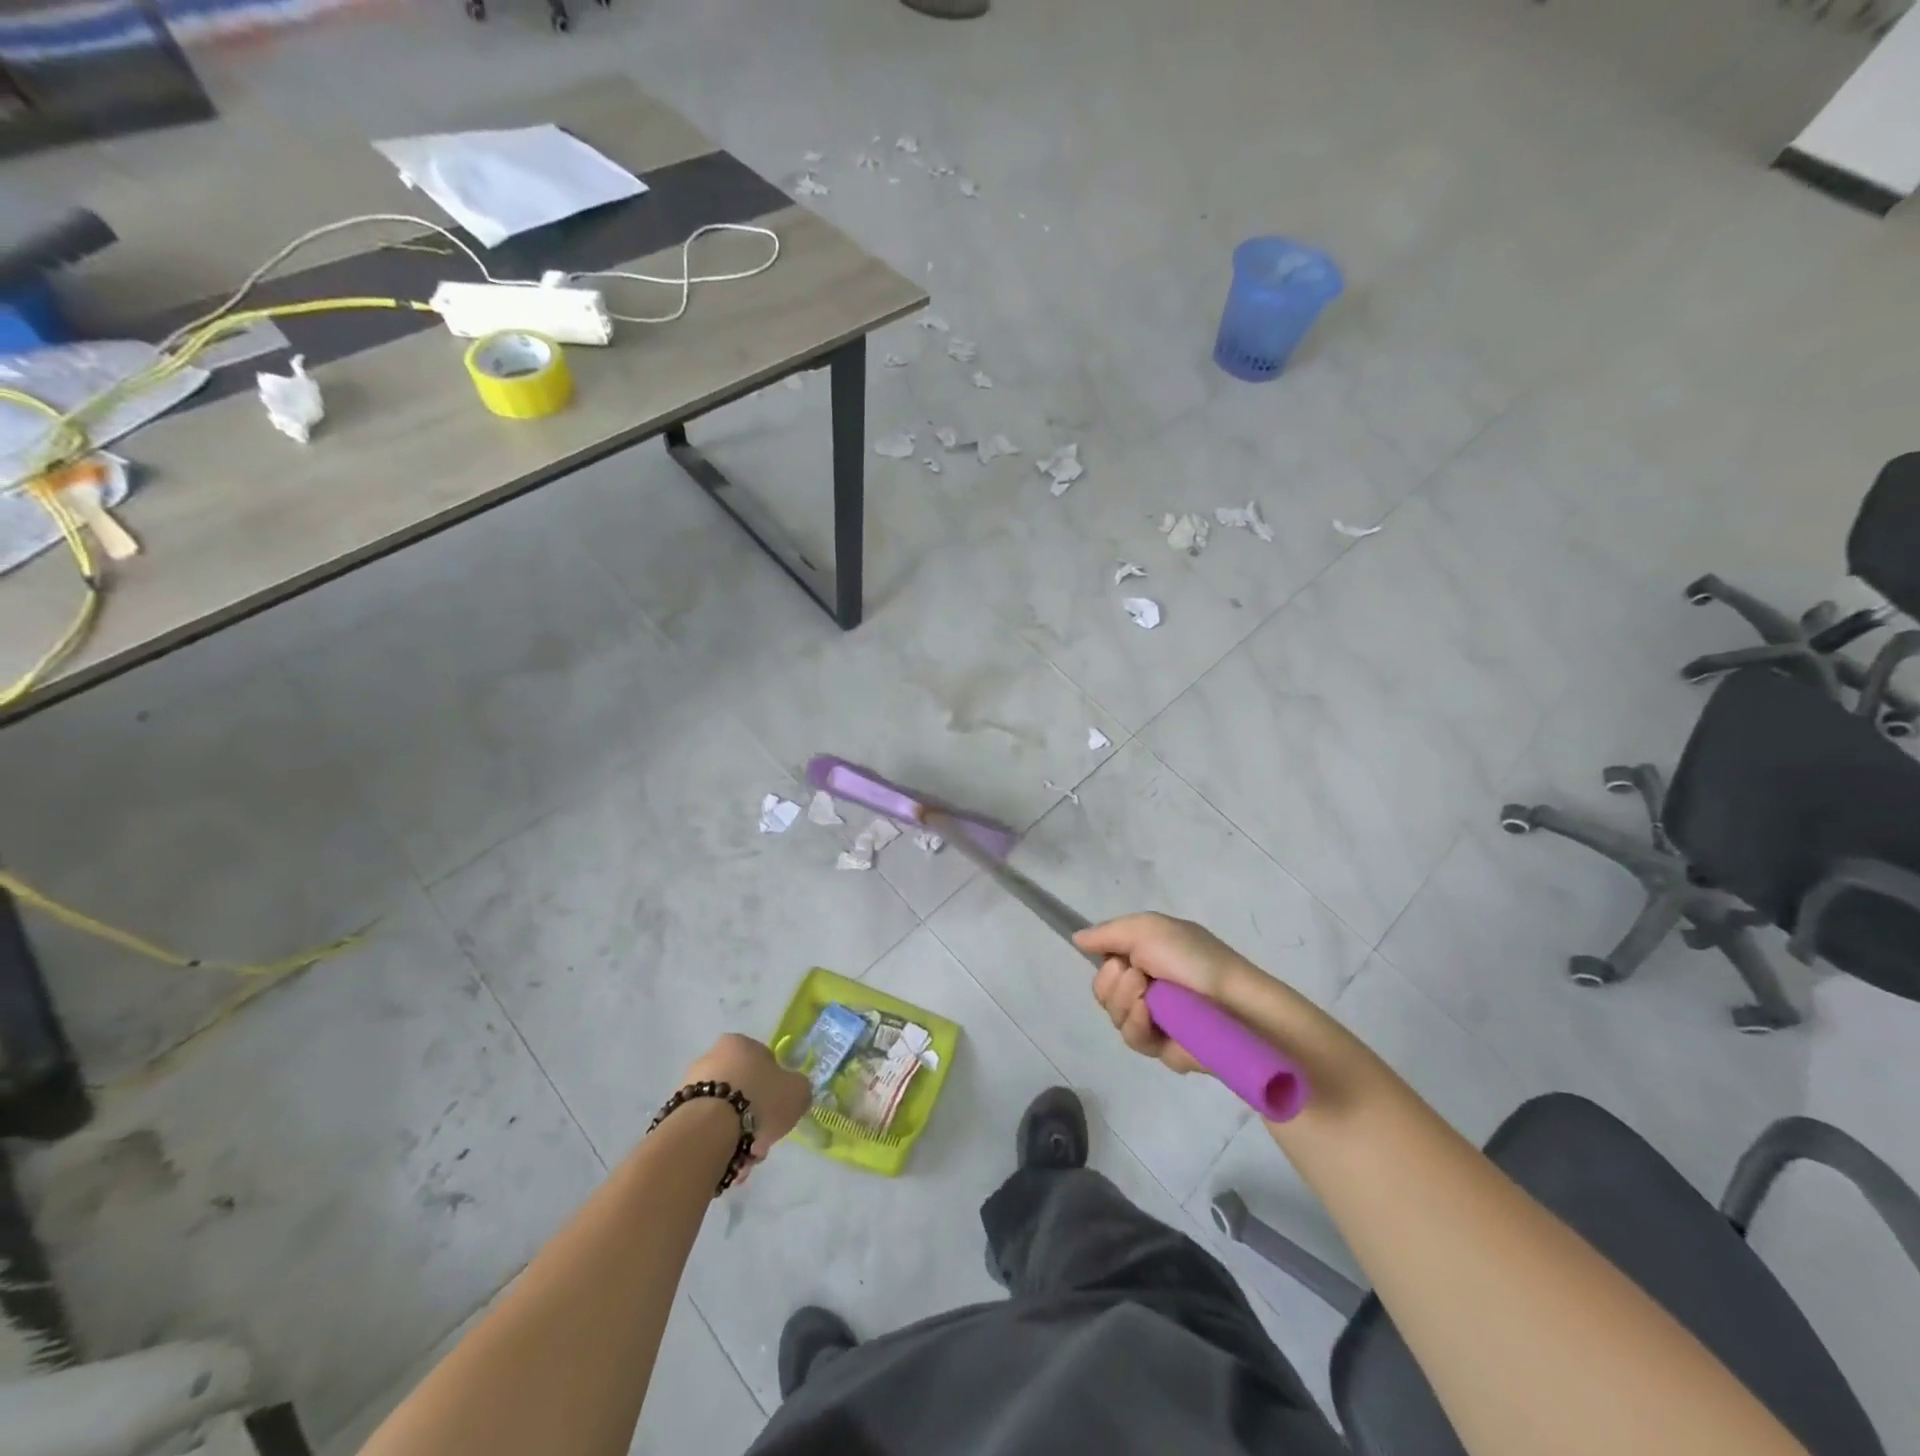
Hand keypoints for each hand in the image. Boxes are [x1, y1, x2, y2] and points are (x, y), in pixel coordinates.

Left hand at [682, 1034, 810, 1175]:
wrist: (707, 1132)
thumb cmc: (758, 1100)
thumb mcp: (797, 1091)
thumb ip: (798, 1089)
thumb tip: (793, 1093)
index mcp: (739, 1043)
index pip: (763, 1063)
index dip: (774, 1090)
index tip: (777, 1113)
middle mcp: (711, 1058)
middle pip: (743, 1091)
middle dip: (754, 1119)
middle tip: (761, 1143)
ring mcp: (689, 1087)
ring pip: (724, 1115)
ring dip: (737, 1137)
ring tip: (744, 1162)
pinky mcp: (675, 1115)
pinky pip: (706, 1131)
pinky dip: (717, 1147)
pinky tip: (727, 1164)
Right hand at [1074, 913, 1252, 1074]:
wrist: (1233, 1004)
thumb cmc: (1193, 959)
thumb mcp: (1147, 928)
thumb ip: (1107, 933)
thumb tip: (1076, 938)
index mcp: (1145, 956)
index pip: (1105, 962)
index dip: (1105, 962)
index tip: (1116, 958)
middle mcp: (1146, 985)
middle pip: (1102, 990)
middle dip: (1113, 983)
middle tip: (1139, 976)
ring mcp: (1153, 1017)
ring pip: (1113, 1015)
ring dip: (1125, 1002)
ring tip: (1149, 997)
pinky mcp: (1161, 1047)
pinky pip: (1131, 1038)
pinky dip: (1136, 1024)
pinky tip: (1150, 1017)